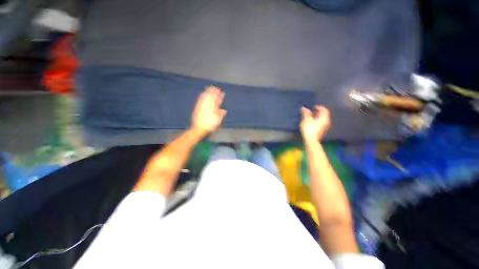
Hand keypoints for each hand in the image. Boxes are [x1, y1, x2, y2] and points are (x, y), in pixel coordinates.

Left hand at [191, 86, 226, 134]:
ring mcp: (202, 106)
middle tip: (216, 88)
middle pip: (211, 97)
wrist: (199, 128)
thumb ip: (220, 115)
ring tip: (210, 88)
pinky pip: (201, 99)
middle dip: (214, 92)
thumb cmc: (209, 126)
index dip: (219, 96)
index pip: (217, 101)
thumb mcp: (217, 122)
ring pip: (206, 97)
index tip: (222, 92)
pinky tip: (203, 93)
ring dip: (208, 92)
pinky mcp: (198, 107)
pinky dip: (203, 95)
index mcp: (213, 109)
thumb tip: (224, 110)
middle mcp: (207, 106)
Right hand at [300, 106, 330, 141]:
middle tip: (310, 111)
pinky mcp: (321, 131)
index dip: (319, 107)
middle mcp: (326, 122)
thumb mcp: (306, 119)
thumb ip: (306, 113)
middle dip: (317, 112)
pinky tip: (310, 123)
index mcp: (324, 118)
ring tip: (309, 117)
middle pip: (323, 115)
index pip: (324, 110)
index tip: (313, 107)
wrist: (311, 140)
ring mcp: (324, 127)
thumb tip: (304, 108)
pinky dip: (316, 121)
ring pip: (321, 119)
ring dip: (316, 117)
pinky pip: (319, 123)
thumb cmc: (309, 128)